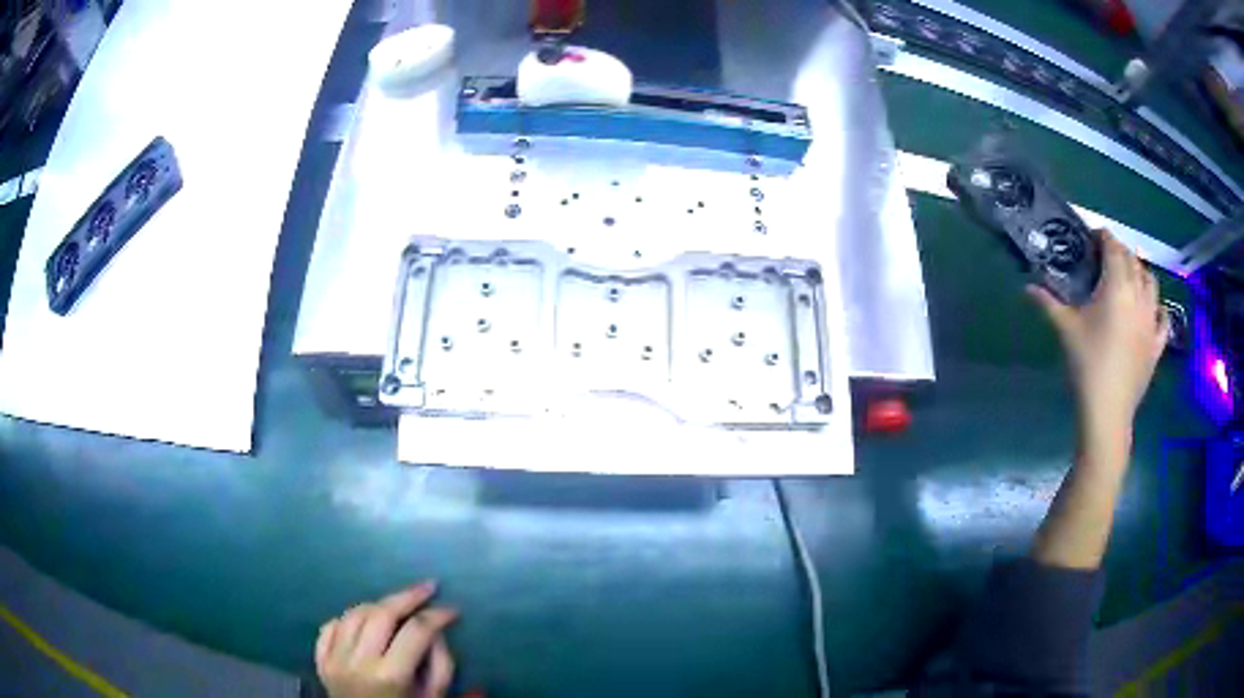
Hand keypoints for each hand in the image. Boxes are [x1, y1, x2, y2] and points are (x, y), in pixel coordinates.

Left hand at [316, 582, 457, 697]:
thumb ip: (441, 666)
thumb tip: (437, 632)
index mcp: (390, 676)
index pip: (416, 632)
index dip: (437, 616)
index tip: (453, 610)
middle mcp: (358, 662)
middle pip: (381, 614)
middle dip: (407, 597)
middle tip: (427, 588)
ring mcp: (334, 660)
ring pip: (354, 614)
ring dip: (378, 605)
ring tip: (397, 606)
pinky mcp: (320, 661)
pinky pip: (331, 627)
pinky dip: (348, 618)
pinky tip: (364, 622)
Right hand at [1028, 230, 1168, 443]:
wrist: (1108, 411)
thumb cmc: (1086, 364)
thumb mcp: (1065, 330)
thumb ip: (1048, 303)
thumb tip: (1027, 286)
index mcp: (1117, 285)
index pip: (1113, 247)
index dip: (1104, 236)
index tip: (1092, 236)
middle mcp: (1138, 295)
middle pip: (1133, 261)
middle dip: (1120, 252)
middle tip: (1106, 257)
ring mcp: (1151, 320)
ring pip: (1152, 283)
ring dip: (1141, 272)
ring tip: (1130, 276)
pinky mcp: (1157, 343)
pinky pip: (1164, 317)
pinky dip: (1158, 307)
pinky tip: (1152, 309)